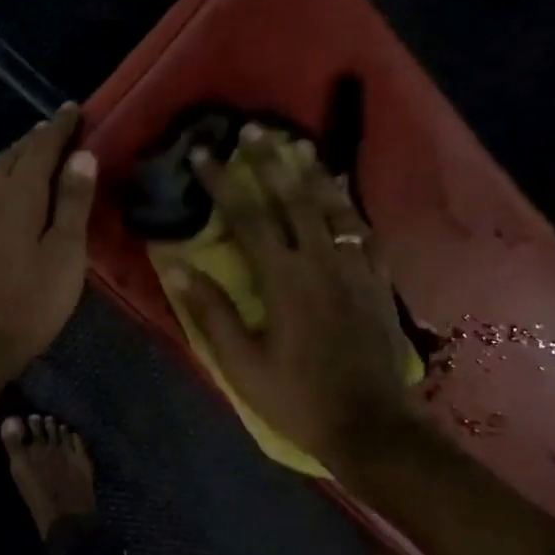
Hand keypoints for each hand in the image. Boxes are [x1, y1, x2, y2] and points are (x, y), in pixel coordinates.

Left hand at [0, 105, 97, 400]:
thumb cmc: (25, 305)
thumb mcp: (64, 257)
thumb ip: (73, 204)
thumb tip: (81, 155)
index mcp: (19, 194)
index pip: (41, 147)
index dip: (59, 127)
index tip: (74, 110)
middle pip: (10, 156)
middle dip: (33, 142)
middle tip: (53, 136)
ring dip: (4, 164)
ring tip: (20, 169)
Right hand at [169, 126, 418, 469]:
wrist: (371, 425)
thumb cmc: (298, 399)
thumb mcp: (243, 365)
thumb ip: (211, 313)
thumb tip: (176, 267)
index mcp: (283, 280)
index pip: (247, 217)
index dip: (222, 182)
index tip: (203, 153)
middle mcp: (322, 260)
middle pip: (293, 198)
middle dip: (270, 160)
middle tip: (253, 129)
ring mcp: (355, 267)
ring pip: (333, 205)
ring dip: (311, 171)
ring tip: (296, 142)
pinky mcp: (378, 279)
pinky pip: (364, 228)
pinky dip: (348, 203)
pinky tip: (341, 189)